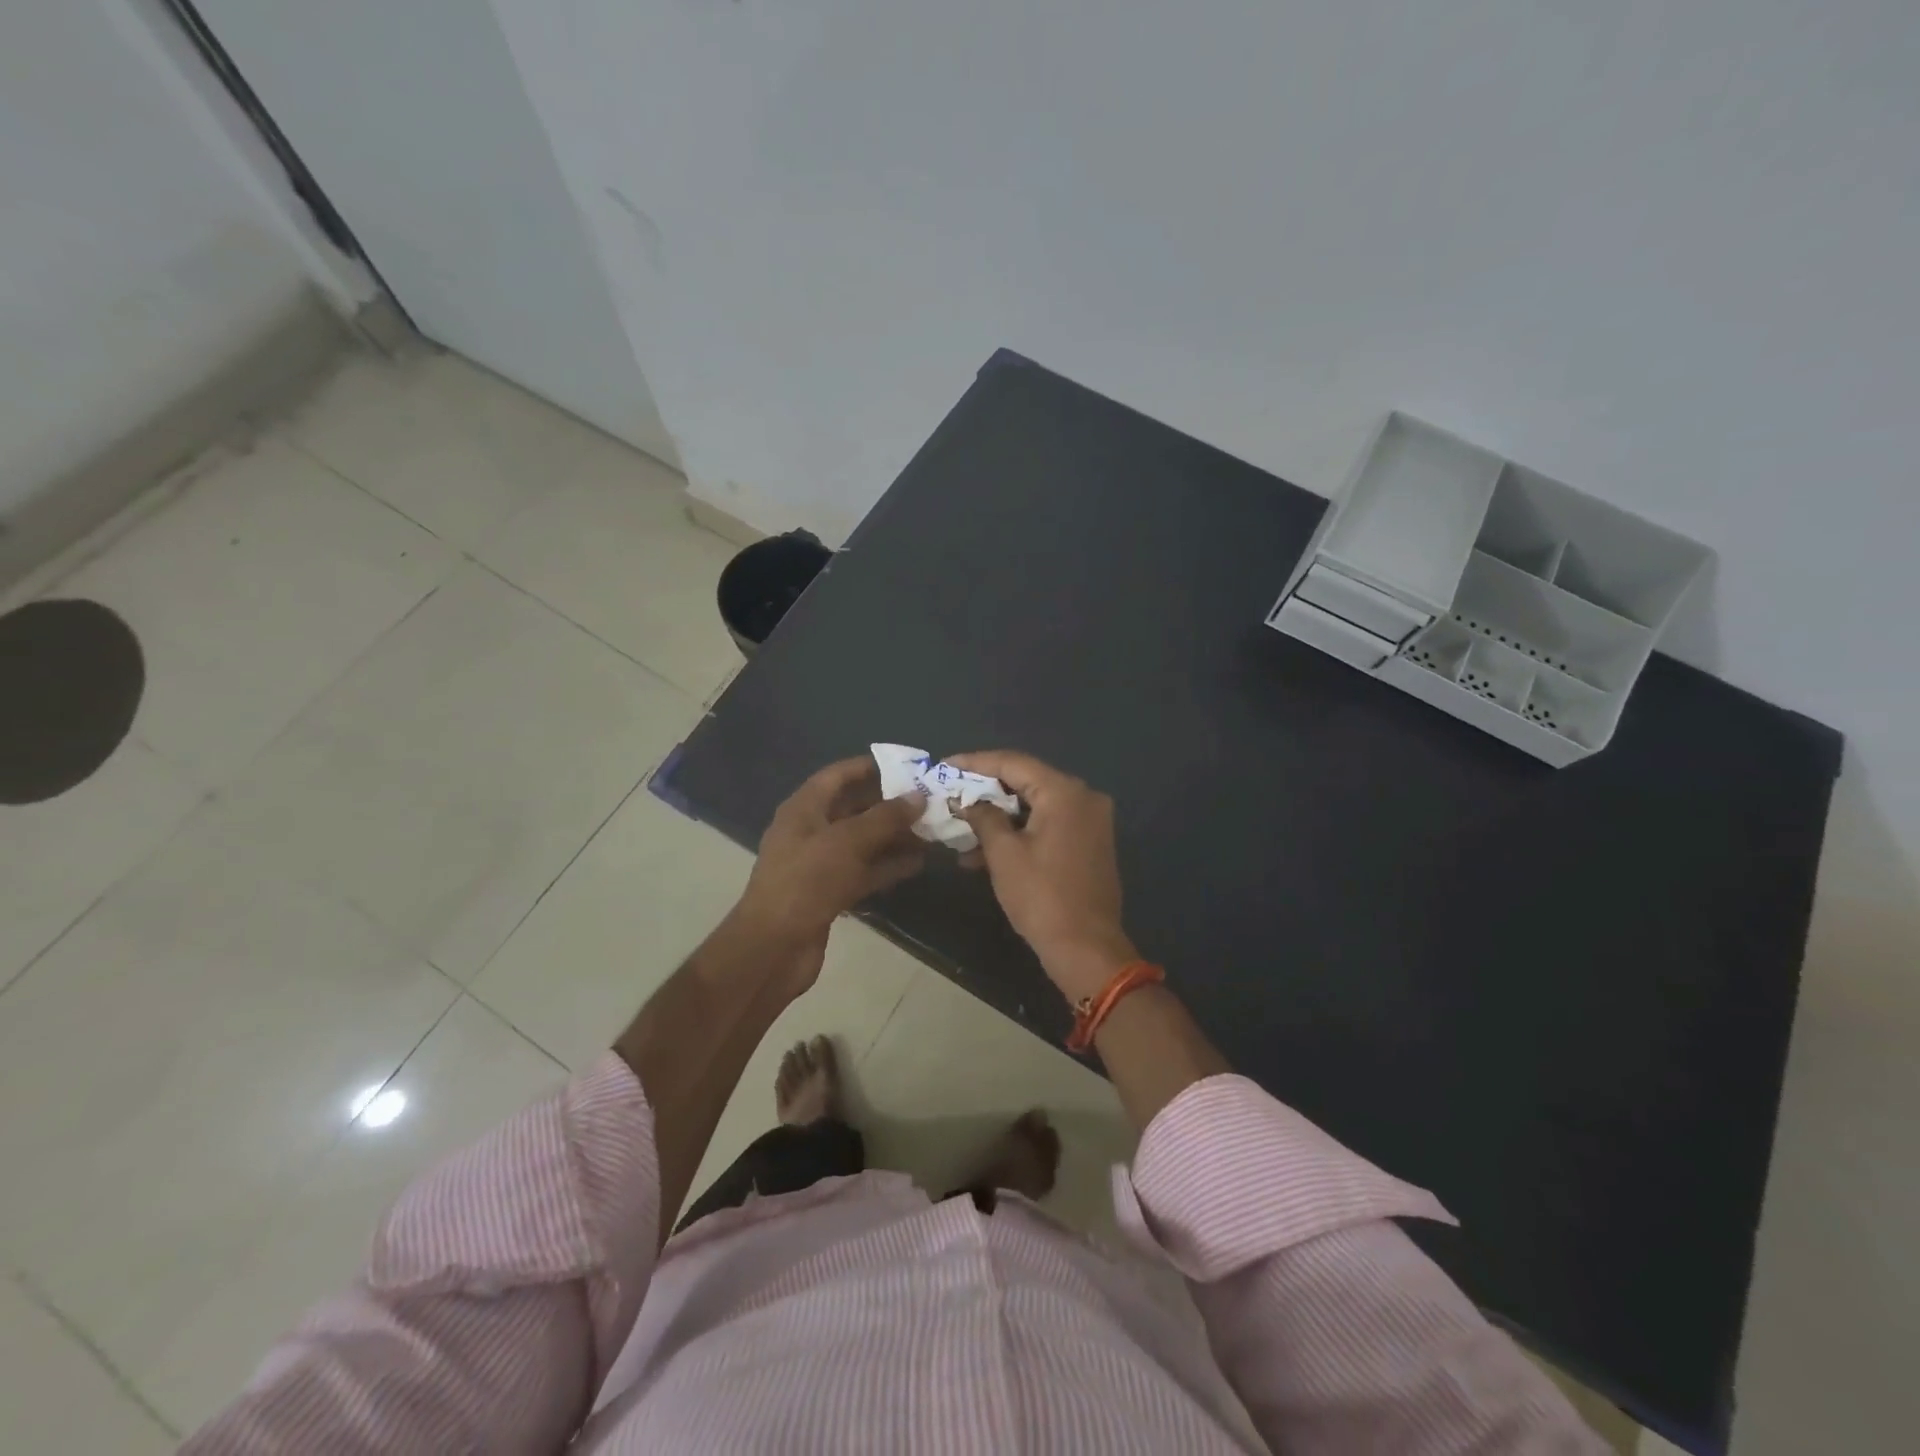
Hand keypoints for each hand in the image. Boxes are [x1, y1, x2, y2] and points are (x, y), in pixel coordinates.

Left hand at [732, 757, 926, 983]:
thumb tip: (918, 797)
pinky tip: (918, 863)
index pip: (838, 775)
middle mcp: (811, 830)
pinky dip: (888, 866)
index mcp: (804, 808)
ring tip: (932, 830)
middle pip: (854, 808)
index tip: (907, 766)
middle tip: (929, 801)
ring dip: (894, 836)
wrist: (773, 948)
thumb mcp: (847, 842)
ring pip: (863, 842)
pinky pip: (864, 871)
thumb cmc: (806, 881)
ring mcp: (820, 864)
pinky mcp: (830, 892)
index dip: (870, 767)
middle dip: (890, 804)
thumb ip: (885, 818)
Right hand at [949, 750, 1139, 1004]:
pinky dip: (1019, 832)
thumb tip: (968, 802)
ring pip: (1035, 806)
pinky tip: (985, 851)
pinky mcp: (1089, 843)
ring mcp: (1090, 821)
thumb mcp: (1004, 854)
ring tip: (960, 829)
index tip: (943, 766)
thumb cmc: (1041, 897)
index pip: (1013, 763)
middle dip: (985, 791)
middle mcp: (1083, 797)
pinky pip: (1048, 824)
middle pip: (1026, 781)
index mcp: (1064, 792)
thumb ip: (983, 817)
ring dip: (999, 817)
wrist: (1086, 948)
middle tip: (951, 794)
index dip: (975, 763)